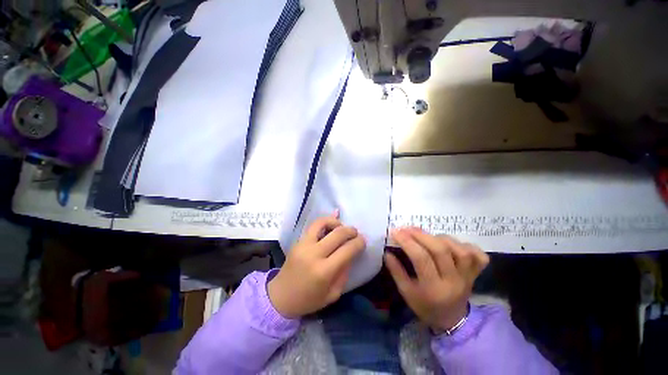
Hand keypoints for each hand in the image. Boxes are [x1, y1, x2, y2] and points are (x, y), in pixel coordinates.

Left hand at [268, 214, 365, 318]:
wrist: (280, 296)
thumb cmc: (308, 300)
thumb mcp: (333, 294)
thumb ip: (344, 273)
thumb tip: (351, 253)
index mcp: (324, 271)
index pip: (347, 250)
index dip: (359, 243)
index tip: (363, 241)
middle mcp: (314, 254)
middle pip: (338, 234)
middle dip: (351, 231)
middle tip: (355, 233)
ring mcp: (304, 245)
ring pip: (322, 223)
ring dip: (336, 222)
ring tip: (341, 227)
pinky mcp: (297, 241)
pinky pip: (313, 226)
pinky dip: (325, 223)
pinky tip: (330, 228)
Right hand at [385, 227, 488, 331]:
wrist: (451, 320)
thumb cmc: (425, 306)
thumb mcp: (406, 292)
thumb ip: (396, 271)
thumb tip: (387, 252)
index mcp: (434, 289)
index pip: (421, 258)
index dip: (407, 241)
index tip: (395, 231)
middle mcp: (454, 281)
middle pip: (441, 250)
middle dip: (421, 235)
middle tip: (407, 228)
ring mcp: (468, 277)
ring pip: (460, 250)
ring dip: (441, 238)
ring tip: (428, 237)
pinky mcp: (477, 274)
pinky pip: (479, 256)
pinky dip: (467, 246)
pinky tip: (454, 244)